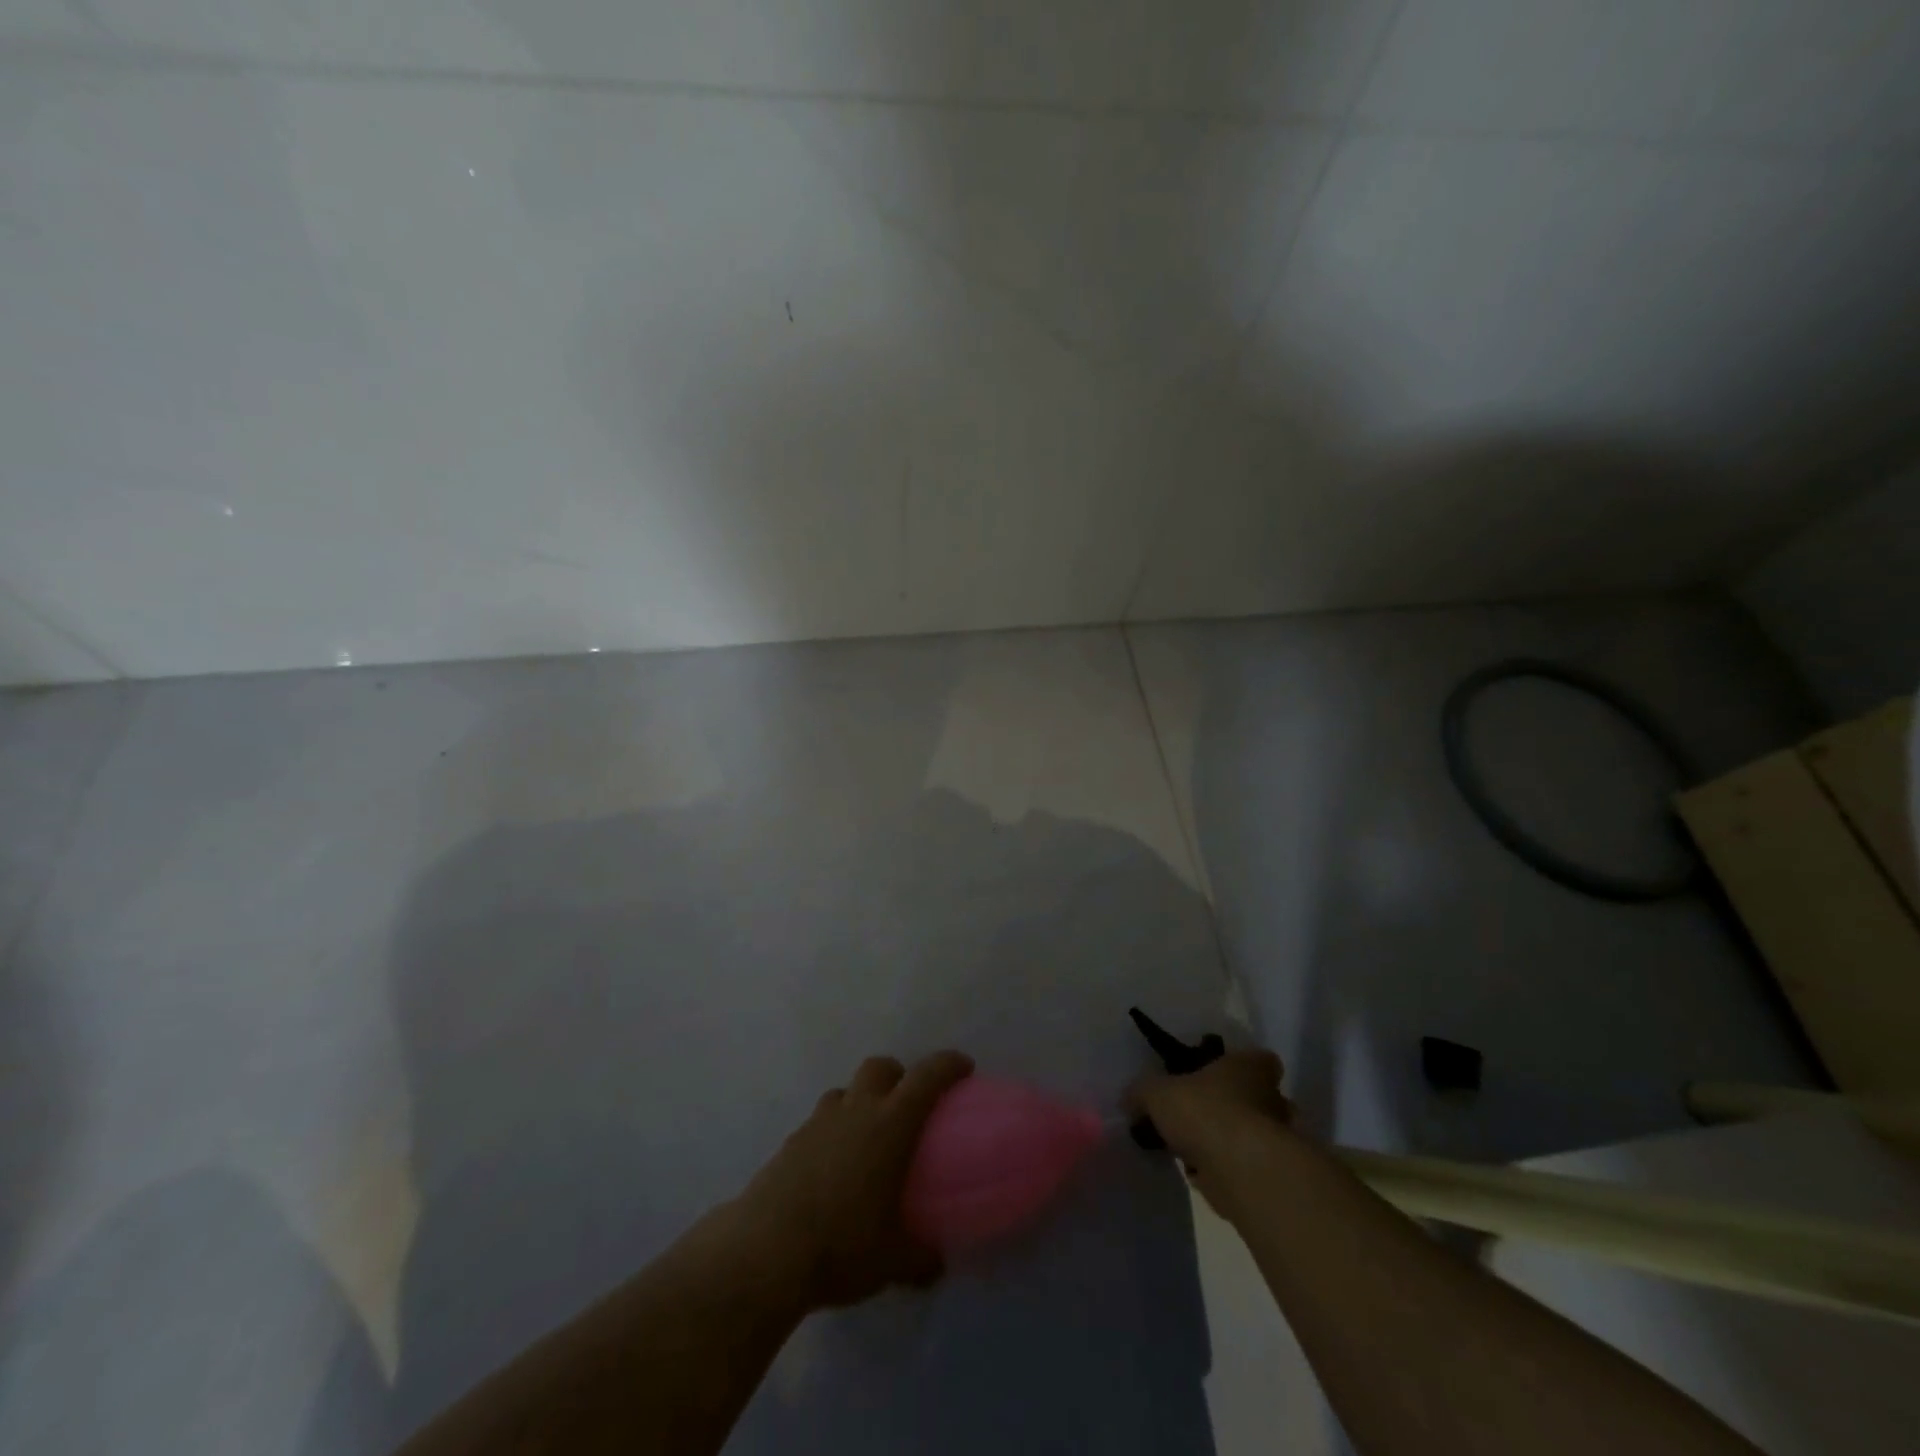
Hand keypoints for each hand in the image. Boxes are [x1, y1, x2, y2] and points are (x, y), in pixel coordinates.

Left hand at [735, 1051, 973, 1310]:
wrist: (764, 1252)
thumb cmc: (842, 1245)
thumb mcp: (893, 1260)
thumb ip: (920, 1256)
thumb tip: (936, 1262)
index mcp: (890, 1124)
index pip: (927, 1077)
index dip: (948, 1065)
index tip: (964, 1067)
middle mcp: (855, 1111)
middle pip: (880, 1067)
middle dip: (898, 1075)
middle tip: (909, 1104)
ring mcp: (818, 1123)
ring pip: (846, 1091)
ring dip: (861, 1101)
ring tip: (867, 1138)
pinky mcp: (790, 1143)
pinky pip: (820, 1122)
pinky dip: (833, 1131)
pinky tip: (833, 1169)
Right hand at [1126, 1049, 1291, 1210]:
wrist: (1239, 1171)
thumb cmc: (1204, 1111)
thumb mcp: (1156, 1092)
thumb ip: (1142, 1092)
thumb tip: (1129, 1100)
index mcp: (1250, 1066)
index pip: (1257, 1059)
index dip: (1237, 1066)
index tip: (1214, 1075)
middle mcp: (1272, 1098)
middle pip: (1255, 1097)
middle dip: (1231, 1106)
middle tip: (1198, 1114)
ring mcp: (1276, 1140)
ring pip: (1250, 1133)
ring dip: (1227, 1140)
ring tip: (1192, 1147)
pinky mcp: (1270, 1175)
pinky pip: (1243, 1165)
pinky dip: (1225, 1169)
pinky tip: (1198, 1172)